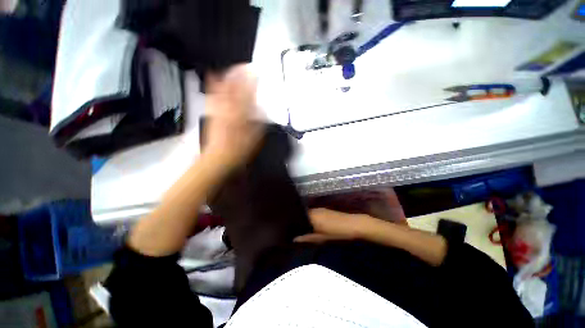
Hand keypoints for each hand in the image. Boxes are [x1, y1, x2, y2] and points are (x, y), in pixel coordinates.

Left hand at [203, 65, 262, 170]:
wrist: (220, 156)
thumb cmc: (240, 148)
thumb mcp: (256, 136)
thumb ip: (259, 121)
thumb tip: (262, 109)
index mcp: (243, 115)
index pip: (249, 94)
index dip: (252, 81)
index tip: (255, 72)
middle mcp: (231, 109)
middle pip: (234, 88)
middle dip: (239, 74)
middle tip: (243, 66)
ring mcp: (220, 110)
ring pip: (223, 89)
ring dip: (227, 77)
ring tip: (231, 69)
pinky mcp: (213, 112)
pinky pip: (212, 95)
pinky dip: (213, 85)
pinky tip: (213, 77)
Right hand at [294, 208, 374, 242]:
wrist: (353, 225)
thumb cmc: (337, 233)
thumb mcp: (320, 238)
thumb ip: (306, 238)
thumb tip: (293, 239)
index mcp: (311, 216)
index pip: (297, 216)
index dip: (292, 222)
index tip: (287, 228)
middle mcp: (314, 210)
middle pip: (302, 214)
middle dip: (297, 221)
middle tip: (292, 229)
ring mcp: (320, 209)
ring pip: (308, 213)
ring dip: (304, 219)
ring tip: (300, 227)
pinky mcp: (325, 210)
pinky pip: (313, 213)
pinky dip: (310, 218)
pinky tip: (311, 224)